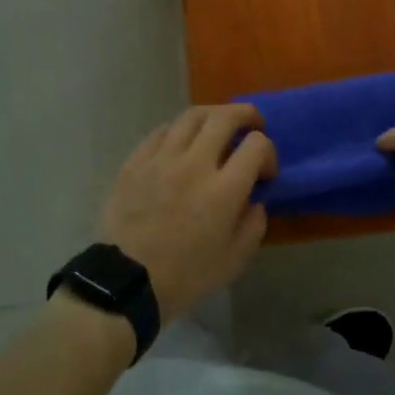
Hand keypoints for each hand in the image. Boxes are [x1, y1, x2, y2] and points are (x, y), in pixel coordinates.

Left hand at [99, 105, 275, 319]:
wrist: (127, 280)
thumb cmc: (185, 275)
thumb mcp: (234, 260)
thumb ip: (253, 224)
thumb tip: (255, 200)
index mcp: (224, 190)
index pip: (256, 146)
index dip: (268, 152)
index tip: (264, 171)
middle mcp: (195, 163)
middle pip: (224, 117)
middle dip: (245, 115)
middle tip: (252, 123)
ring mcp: (162, 158)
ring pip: (191, 116)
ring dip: (212, 115)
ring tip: (217, 124)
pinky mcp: (136, 160)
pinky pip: (161, 131)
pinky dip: (178, 130)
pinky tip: (181, 141)